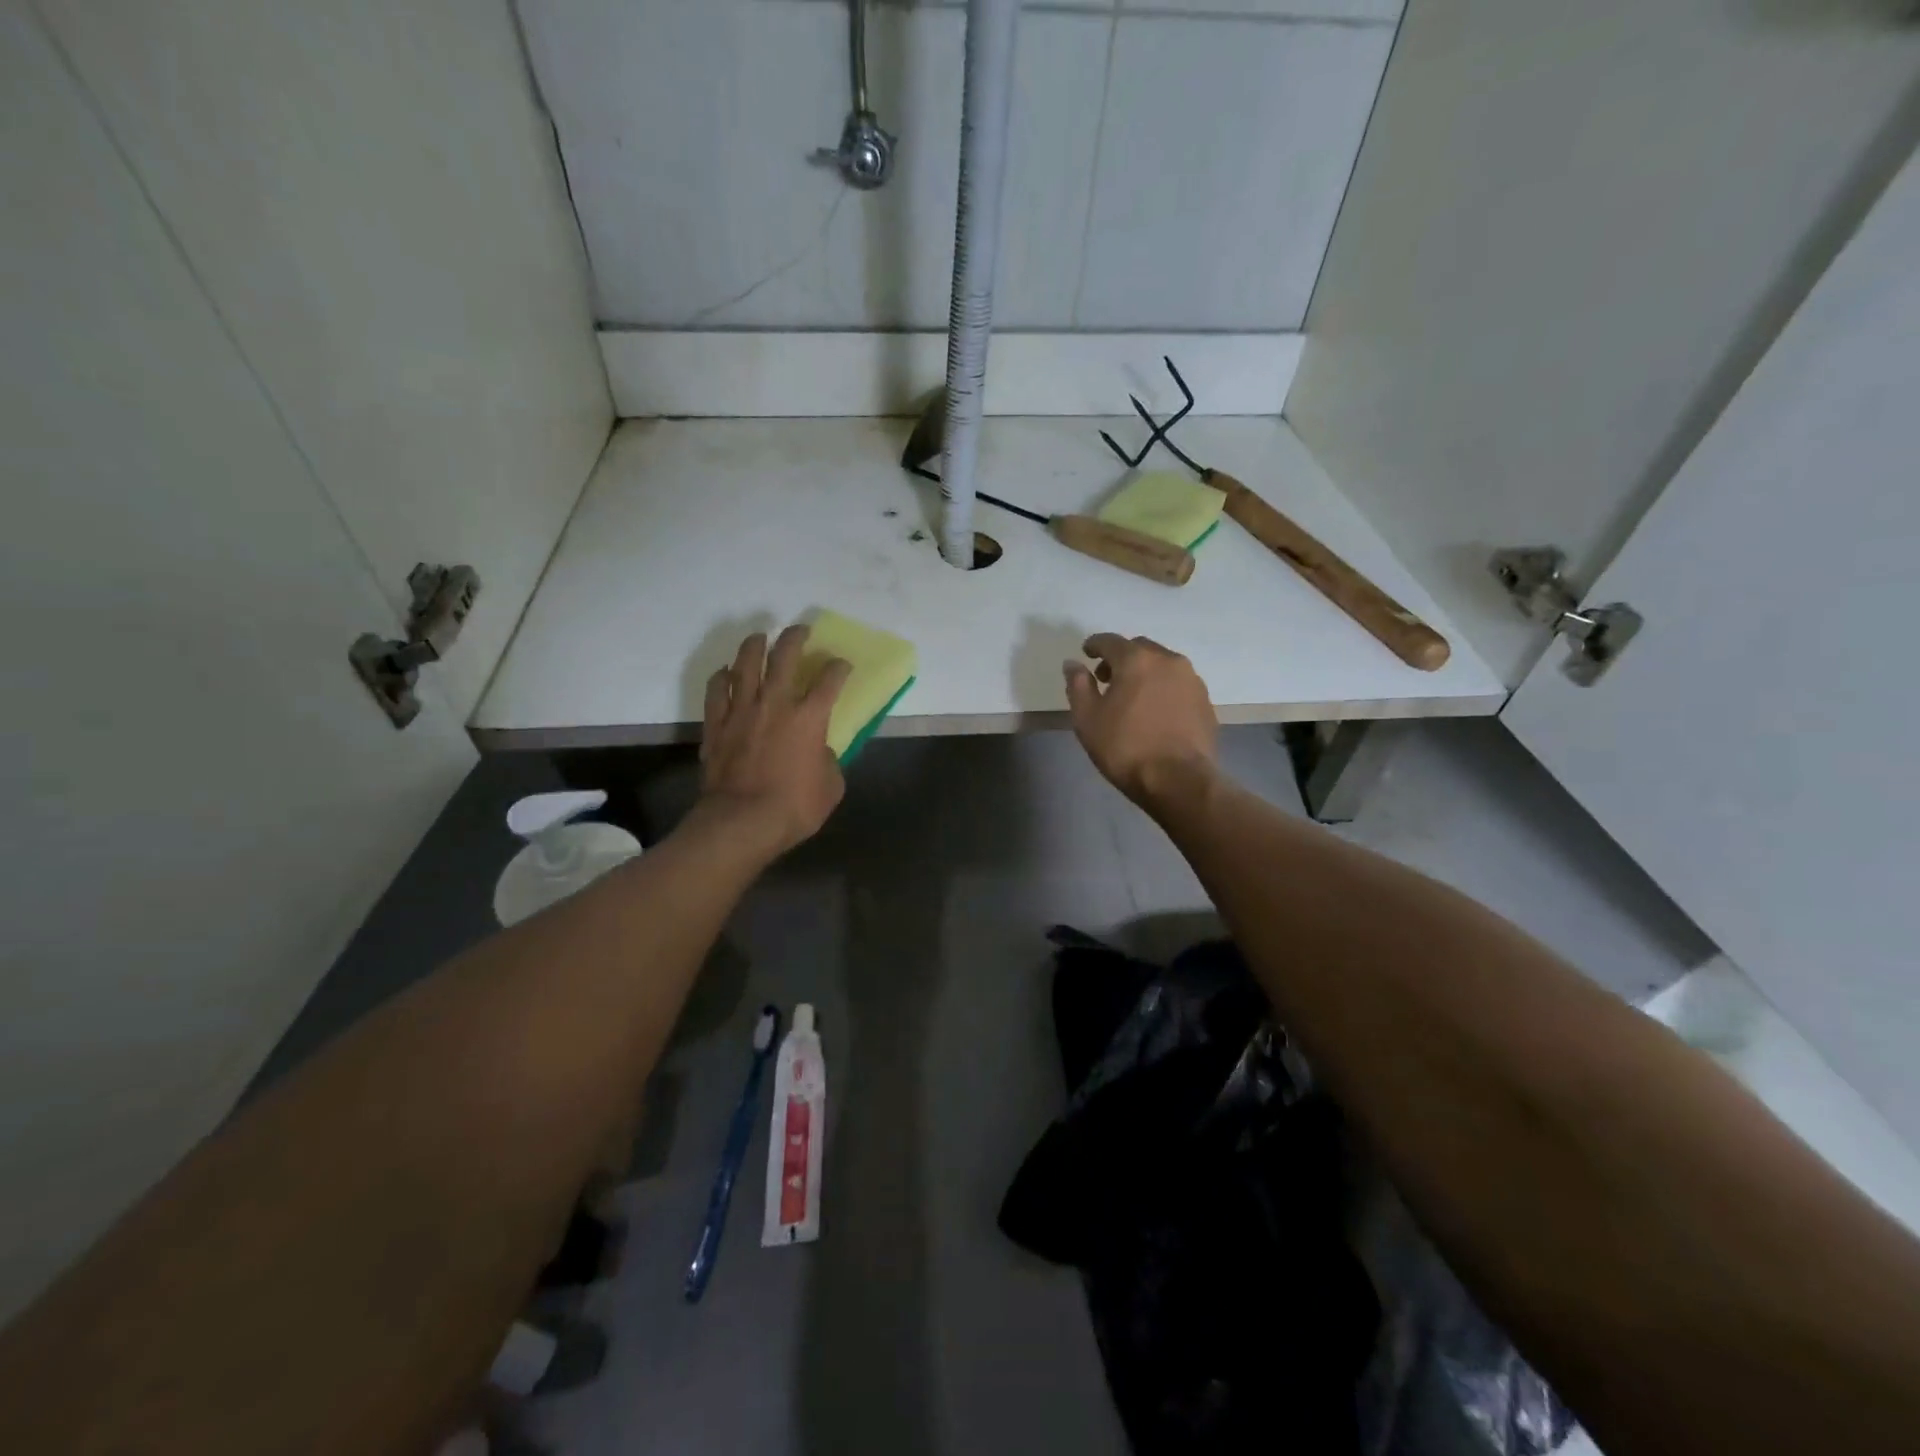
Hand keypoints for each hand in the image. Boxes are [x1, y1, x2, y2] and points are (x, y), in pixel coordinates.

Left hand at [697, 625, 850, 856]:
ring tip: (760, 637)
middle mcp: (776, 703)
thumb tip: (819, 752)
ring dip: (755, 645)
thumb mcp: (830, 787)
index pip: (830, 679)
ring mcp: (741, 710)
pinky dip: (722, 677)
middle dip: (795, 637)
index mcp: (810, 717)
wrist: (742, 822)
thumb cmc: (794, 807)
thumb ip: (828, 761)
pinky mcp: (716, 724)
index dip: (839, 667)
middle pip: (785, 656)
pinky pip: (716, 690)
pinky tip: (726, 673)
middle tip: (800, 630)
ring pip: (746, 664)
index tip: (842, 665)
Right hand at [1063, 633, 1217, 810]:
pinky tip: (1155, 711)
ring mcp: (1191, 680)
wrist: (1179, 780)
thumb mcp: (1088, 719)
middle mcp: (1168, 660)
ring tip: (1133, 697)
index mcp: (1136, 660)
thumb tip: (1073, 664)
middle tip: (1107, 678)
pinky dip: (1163, 688)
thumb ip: (1078, 686)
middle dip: (1121, 657)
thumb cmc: (1126, 748)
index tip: (1086, 654)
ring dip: (1145, 672)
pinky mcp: (1205, 701)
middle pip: (1139, 648)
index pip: (1110, 641)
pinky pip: (1178, 684)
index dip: (1094, 645)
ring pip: (1162, 664)